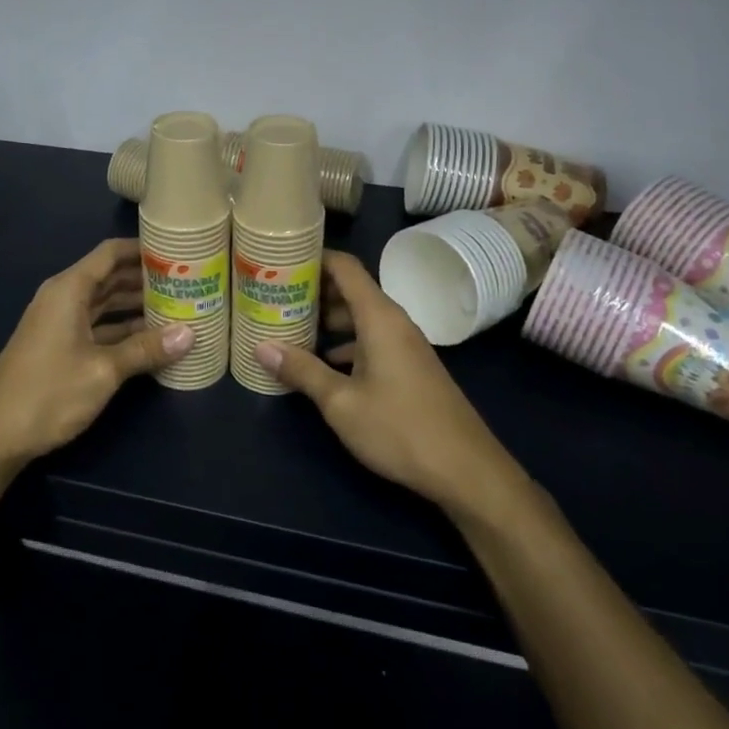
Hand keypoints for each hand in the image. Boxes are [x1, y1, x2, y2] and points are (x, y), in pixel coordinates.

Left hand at [0, 238, 193, 470]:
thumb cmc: (48, 392)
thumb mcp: (103, 370)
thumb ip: (145, 350)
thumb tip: (190, 334)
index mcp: (69, 289)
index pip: (111, 253)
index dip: (143, 249)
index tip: (177, 251)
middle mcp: (64, 298)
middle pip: (110, 277)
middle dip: (145, 278)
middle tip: (187, 282)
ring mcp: (59, 323)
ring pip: (105, 303)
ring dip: (136, 305)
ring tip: (177, 307)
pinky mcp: (59, 347)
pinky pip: (97, 326)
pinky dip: (121, 329)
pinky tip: (150, 340)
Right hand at [253, 251, 520, 514]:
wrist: (467, 470)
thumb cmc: (399, 428)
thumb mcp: (341, 402)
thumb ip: (302, 371)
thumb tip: (261, 347)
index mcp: (378, 316)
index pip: (344, 266)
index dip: (313, 258)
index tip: (280, 262)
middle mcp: (393, 321)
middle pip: (350, 289)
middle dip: (313, 291)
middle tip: (275, 298)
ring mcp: (405, 344)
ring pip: (360, 317)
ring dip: (328, 320)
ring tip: (291, 329)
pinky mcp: (410, 366)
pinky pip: (372, 338)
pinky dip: (346, 342)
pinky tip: (324, 364)